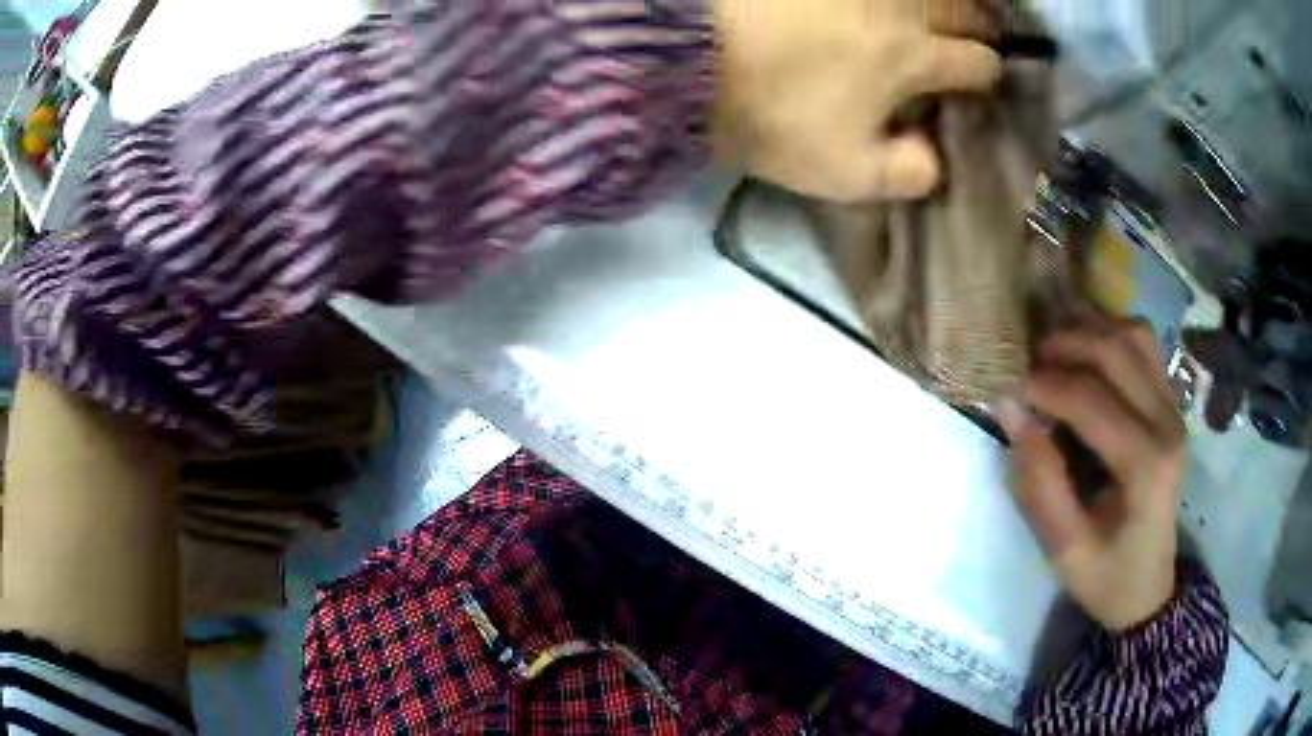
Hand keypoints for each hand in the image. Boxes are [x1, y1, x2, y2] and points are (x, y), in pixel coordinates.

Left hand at [712, 0, 1002, 202]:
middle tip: (976, 32)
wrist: (690, 59)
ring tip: (940, 10)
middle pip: (961, 8)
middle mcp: (898, 7)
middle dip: (979, 24)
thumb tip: (936, 163)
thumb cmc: (774, 116)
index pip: (977, 63)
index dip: (986, 74)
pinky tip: (888, 3)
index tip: (979, 82)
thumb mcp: (845, 172)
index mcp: (914, 57)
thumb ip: (905, 173)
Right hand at [998, 320, 1184, 631]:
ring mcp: (1174, 409)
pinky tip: (1088, 349)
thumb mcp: (1064, 550)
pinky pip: (1145, 346)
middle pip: (1116, 352)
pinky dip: (1112, 333)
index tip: (1007, 388)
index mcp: (1146, 466)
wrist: (1148, 587)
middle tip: (1028, 360)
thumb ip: (1040, 485)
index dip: (1044, 386)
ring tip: (1055, 346)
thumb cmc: (1107, 576)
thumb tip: (1013, 414)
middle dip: (1065, 344)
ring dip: (1091, 329)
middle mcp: (1167, 424)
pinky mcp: (1172, 405)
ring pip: (1134, 336)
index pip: (1091, 400)